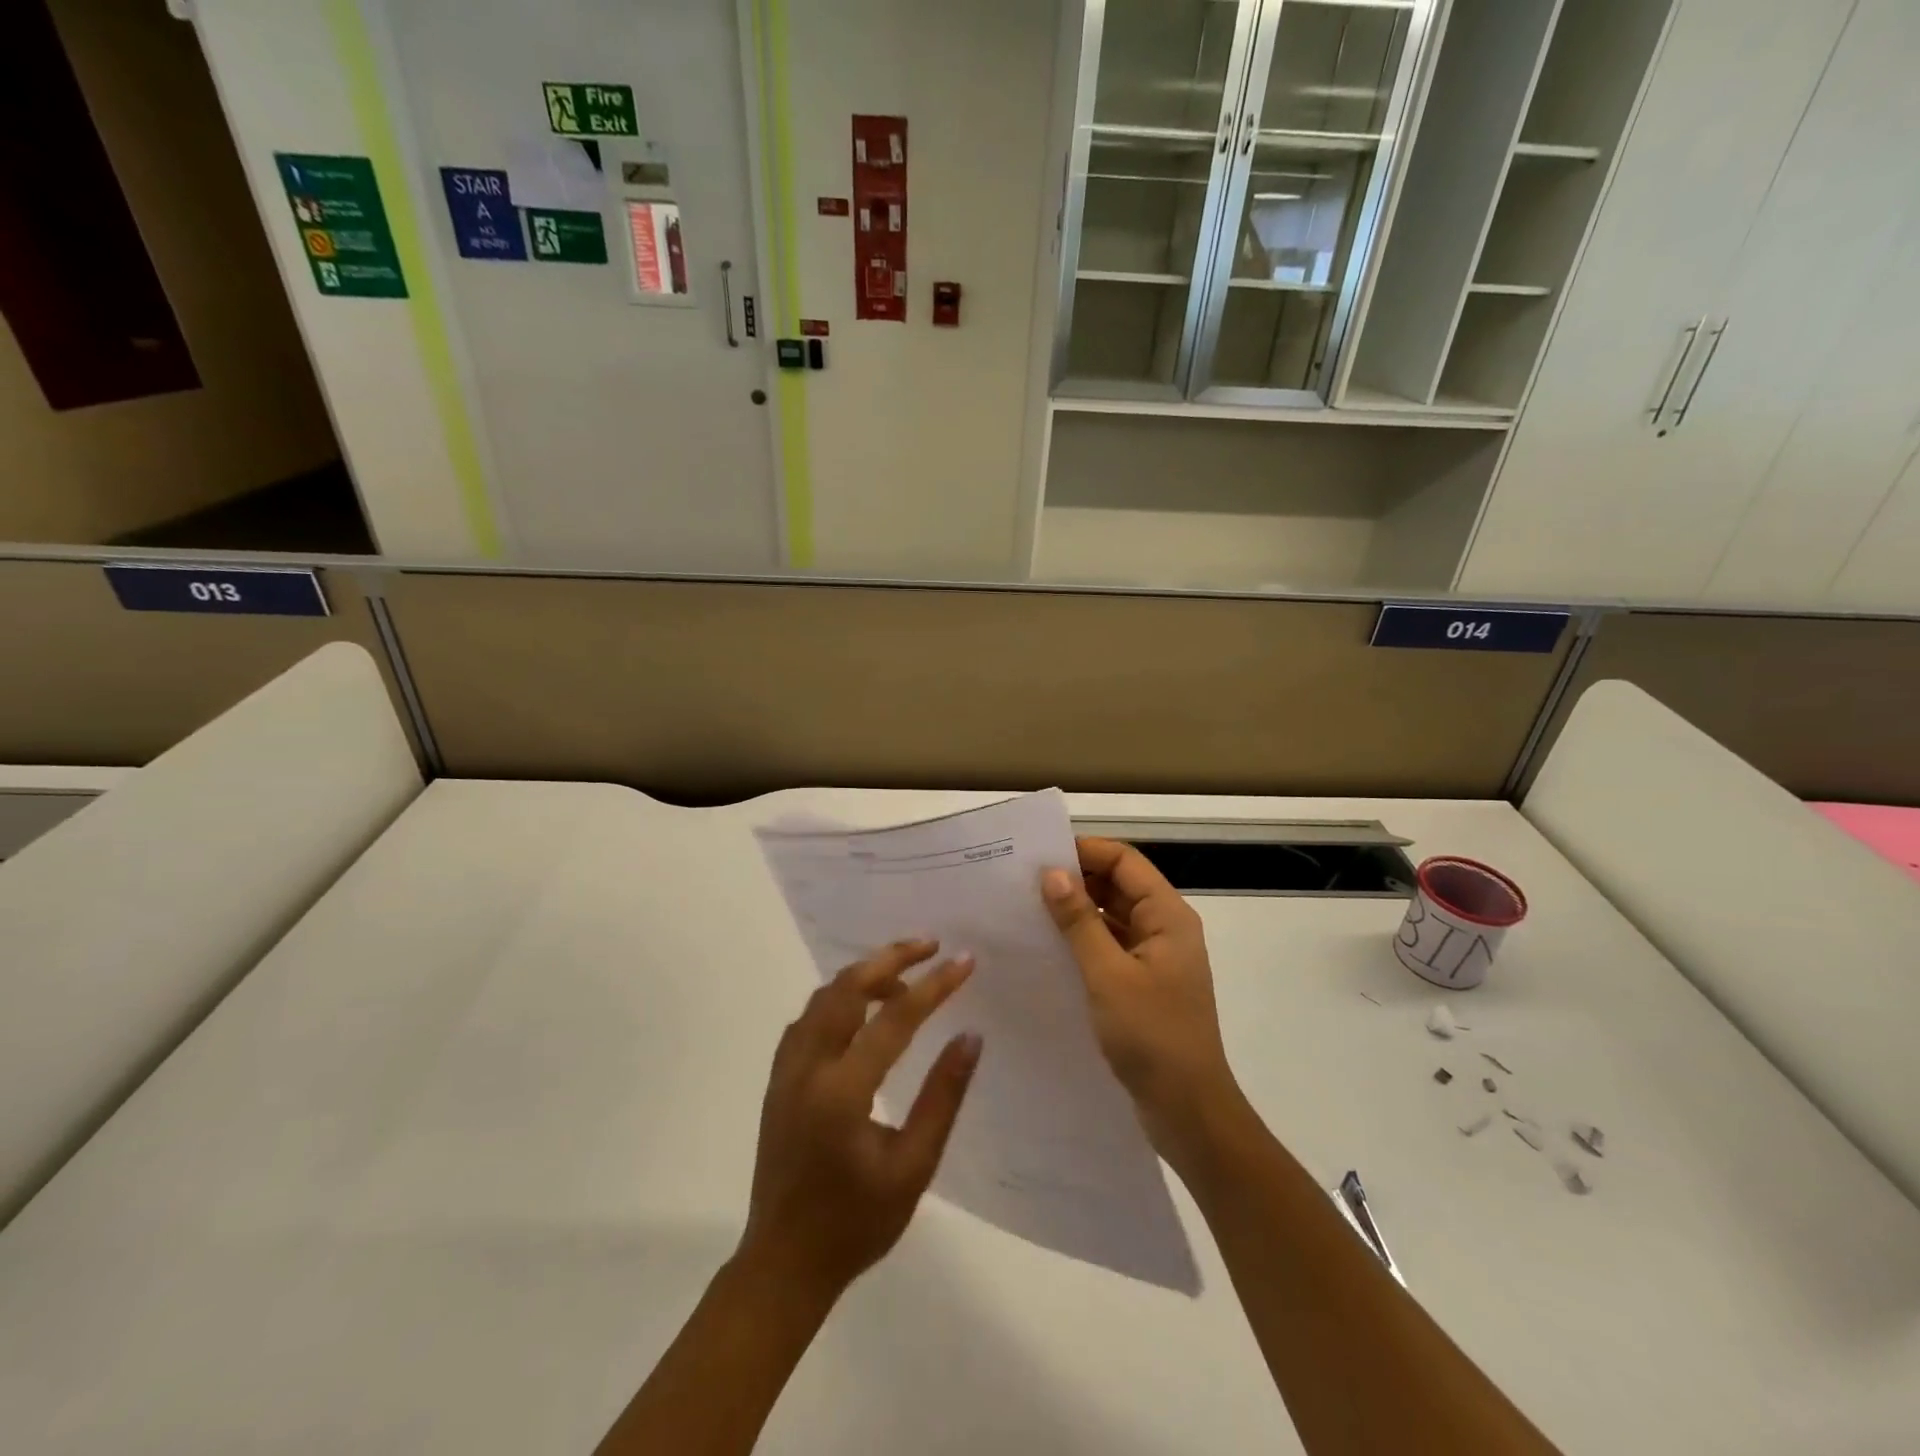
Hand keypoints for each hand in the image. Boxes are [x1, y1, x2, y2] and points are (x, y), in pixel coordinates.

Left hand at [737, 941, 981, 1300]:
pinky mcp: (777, 1077)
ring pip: (823, 997)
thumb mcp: (913, 1168)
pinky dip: (838, 999)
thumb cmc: (856, 1223)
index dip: (933, 986)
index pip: (894, 1019)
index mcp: (842, 1092)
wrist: (784, 1264)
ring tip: (904, 978)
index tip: (964, 961)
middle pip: (847, 988)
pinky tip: (862, 1011)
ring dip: (863, 975)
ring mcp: (786, 1070)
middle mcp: (807, 1067)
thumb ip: (942, 1098)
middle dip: (890, 958)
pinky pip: (808, 1018)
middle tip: (930, 945)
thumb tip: (970, 1037)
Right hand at [1042, 838, 1245, 1163]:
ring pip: (1111, 916)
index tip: (1038, 856)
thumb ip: (1079, 922)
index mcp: (1168, 916)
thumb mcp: (1108, 975)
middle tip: (1023, 882)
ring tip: (1027, 909)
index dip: (1084, 851)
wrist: (1188, 1111)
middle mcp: (1164, 928)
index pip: (1124, 861)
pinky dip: (1082, 940)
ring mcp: (1154, 957)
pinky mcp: (1142, 983)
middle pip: (1118, 885)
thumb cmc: (1152, 1036)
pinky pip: (1109, 946)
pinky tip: (1047, 947)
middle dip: (1075, 879)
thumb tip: (1052, 873)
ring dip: (1076, 911)